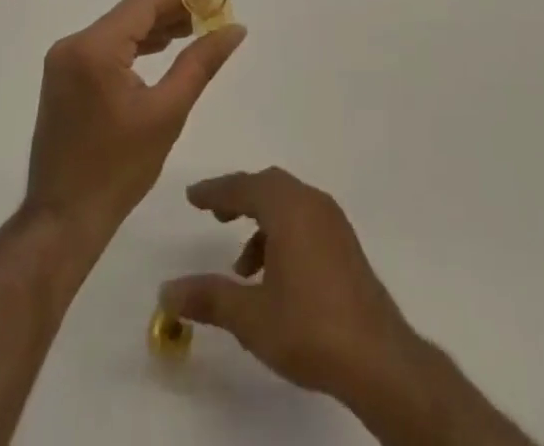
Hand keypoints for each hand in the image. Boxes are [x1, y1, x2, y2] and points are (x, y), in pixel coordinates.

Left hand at [24, 0, 246, 250]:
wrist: (63, 220)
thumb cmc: (119, 169)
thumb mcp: (168, 112)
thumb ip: (201, 63)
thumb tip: (235, 28)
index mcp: (94, 48)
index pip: (144, 2)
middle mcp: (73, 44)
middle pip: (131, 12)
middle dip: (172, 10)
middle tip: (212, 13)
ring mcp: (64, 61)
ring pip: (118, 29)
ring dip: (155, 27)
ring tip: (196, 29)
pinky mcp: (64, 77)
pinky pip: (105, 47)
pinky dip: (135, 45)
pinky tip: (162, 49)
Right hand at [159, 168, 423, 406]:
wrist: (376, 357)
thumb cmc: (309, 327)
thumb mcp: (250, 316)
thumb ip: (208, 297)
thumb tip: (167, 291)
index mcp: (289, 208)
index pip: (244, 186)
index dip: (215, 191)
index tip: (192, 197)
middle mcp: (312, 203)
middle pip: (269, 186)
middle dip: (239, 198)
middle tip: (215, 215)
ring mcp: (333, 222)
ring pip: (288, 203)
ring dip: (261, 222)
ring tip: (242, 266)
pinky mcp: (345, 243)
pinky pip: (305, 220)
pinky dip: (282, 233)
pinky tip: (274, 277)